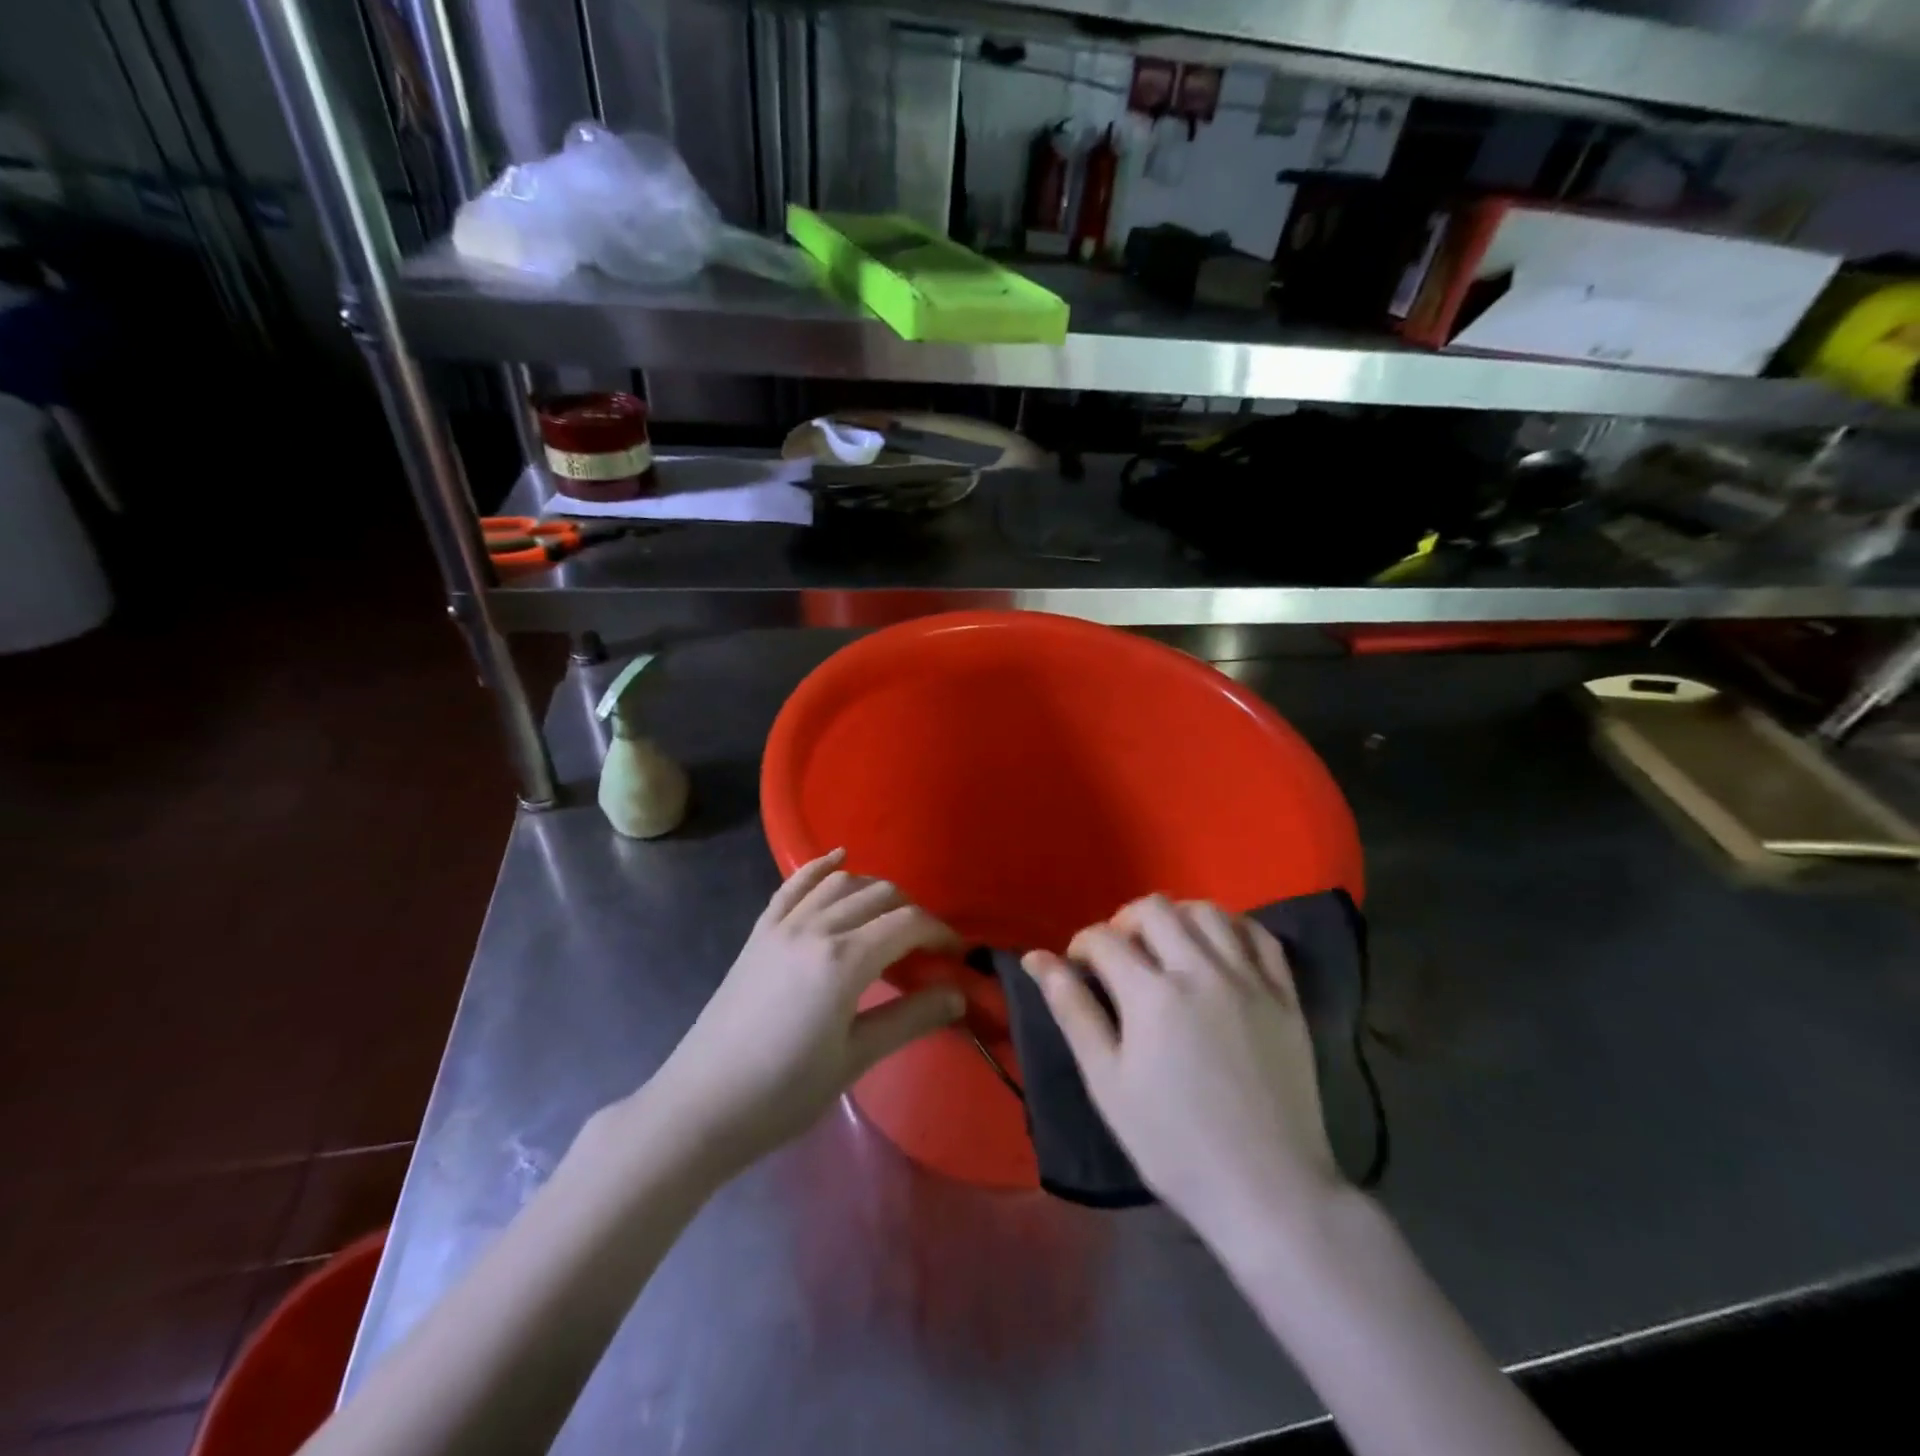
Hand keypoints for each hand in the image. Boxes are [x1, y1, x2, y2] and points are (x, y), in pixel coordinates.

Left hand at [638, 849, 963, 1180]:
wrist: (701, 1105)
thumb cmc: (784, 1092)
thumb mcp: (855, 1059)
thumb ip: (910, 1018)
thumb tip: (959, 994)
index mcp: (844, 959)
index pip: (907, 923)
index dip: (939, 932)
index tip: (956, 954)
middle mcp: (816, 928)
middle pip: (879, 895)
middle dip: (912, 912)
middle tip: (926, 946)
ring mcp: (783, 925)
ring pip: (841, 884)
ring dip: (874, 889)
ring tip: (892, 915)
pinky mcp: (760, 932)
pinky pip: (794, 885)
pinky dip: (820, 867)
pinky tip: (838, 858)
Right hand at [1024, 895, 1343, 1244]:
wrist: (1267, 1191)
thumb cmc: (1173, 1144)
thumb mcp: (1107, 1082)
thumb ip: (1072, 1011)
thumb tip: (1036, 958)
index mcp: (1152, 994)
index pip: (1104, 938)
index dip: (1081, 946)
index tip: (1078, 969)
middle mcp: (1201, 970)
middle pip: (1155, 909)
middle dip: (1124, 922)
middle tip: (1119, 957)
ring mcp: (1249, 979)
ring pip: (1208, 911)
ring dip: (1177, 918)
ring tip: (1166, 948)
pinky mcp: (1285, 995)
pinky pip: (1259, 936)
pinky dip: (1232, 928)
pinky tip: (1217, 949)